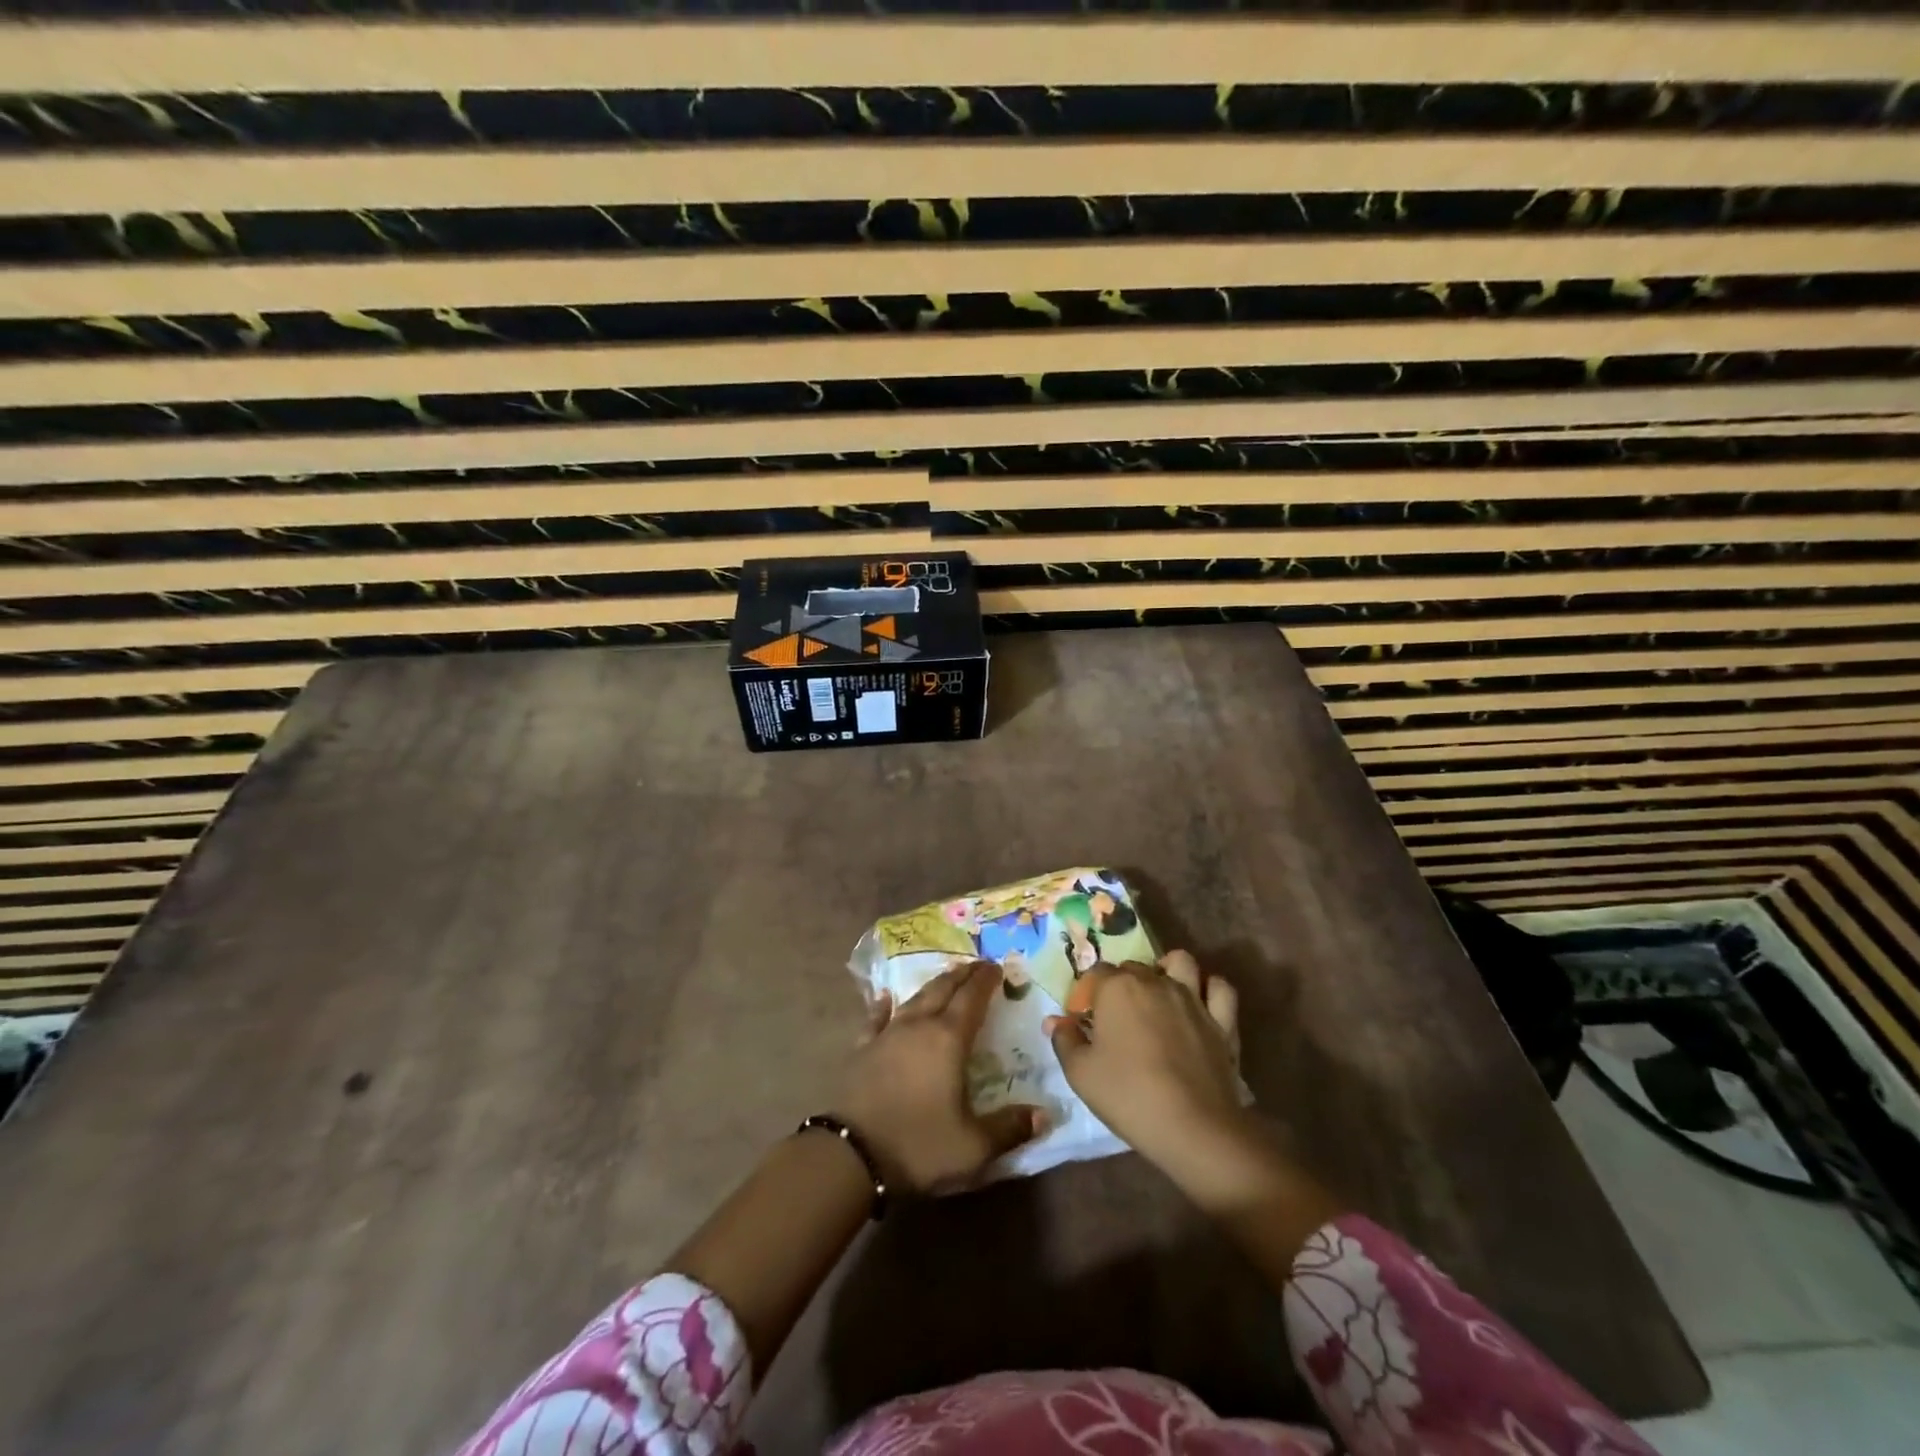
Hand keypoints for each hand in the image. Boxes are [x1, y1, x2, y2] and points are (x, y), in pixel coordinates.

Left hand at [836, 960, 1043, 1193]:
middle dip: (962, 975)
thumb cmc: (918, 1145)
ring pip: (914, 998)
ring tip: (945, 978)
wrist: (851, 1154)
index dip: (985, 981)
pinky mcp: (863, 1049)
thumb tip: (1045, 1114)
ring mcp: (887, 1034)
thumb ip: (1010, 1128)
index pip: (972, 998)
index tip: (997, 967)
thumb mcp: (973, 1147)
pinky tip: (884, 998)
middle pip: (943, 989)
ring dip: (933, 985)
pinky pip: (876, 1018)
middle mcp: (919, 1026)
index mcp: (948, 1039)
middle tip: (976, 965)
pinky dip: (883, 1006)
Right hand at [1046, 950, 1244, 1170]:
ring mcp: (1192, 997)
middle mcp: (1155, 981)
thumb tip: (1055, 1021)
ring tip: (1160, 994)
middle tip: (1117, 1018)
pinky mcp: (1222, 1020)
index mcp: (1117, 988)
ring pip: (1181, 963)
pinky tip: (1200, 1003)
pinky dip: (1210, 990)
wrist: (1193, 1127)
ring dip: (1168, 970)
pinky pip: (1220, 989)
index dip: (1087, 993)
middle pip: (1134, 967)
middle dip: (1122, 984)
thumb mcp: (1080, 1073)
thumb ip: (1064, 1040)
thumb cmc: (1128, 1095)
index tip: (1084, 1020)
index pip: (1095, 973)